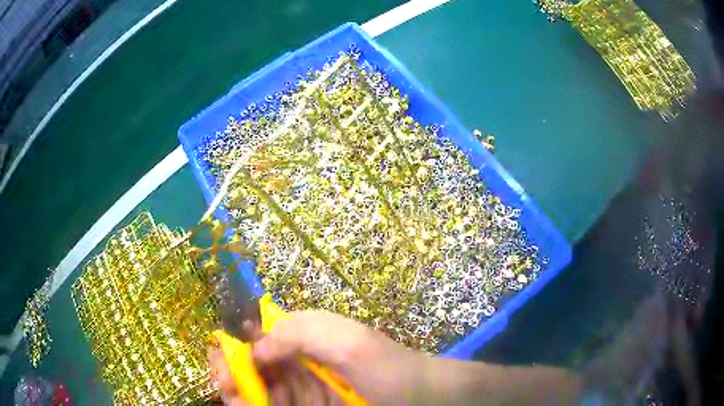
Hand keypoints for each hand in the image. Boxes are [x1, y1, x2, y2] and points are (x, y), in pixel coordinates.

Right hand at [209, 311, 425, 404]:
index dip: (238, 345)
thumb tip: (256, 349)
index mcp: (307, 338)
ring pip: (263, 388)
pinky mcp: (312, 405)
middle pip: (256, 366)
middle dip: (234, 372)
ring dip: (242, 392)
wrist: (426, 398)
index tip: (221, 357)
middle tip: (224, 382)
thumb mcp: (349, 343)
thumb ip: (299, 334)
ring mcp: (307, 388)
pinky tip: (246, 404)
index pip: (261, 337)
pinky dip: (258, 404)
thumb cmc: (390, 369)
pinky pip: (278, 404)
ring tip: (232, 395)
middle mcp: (302, 362)